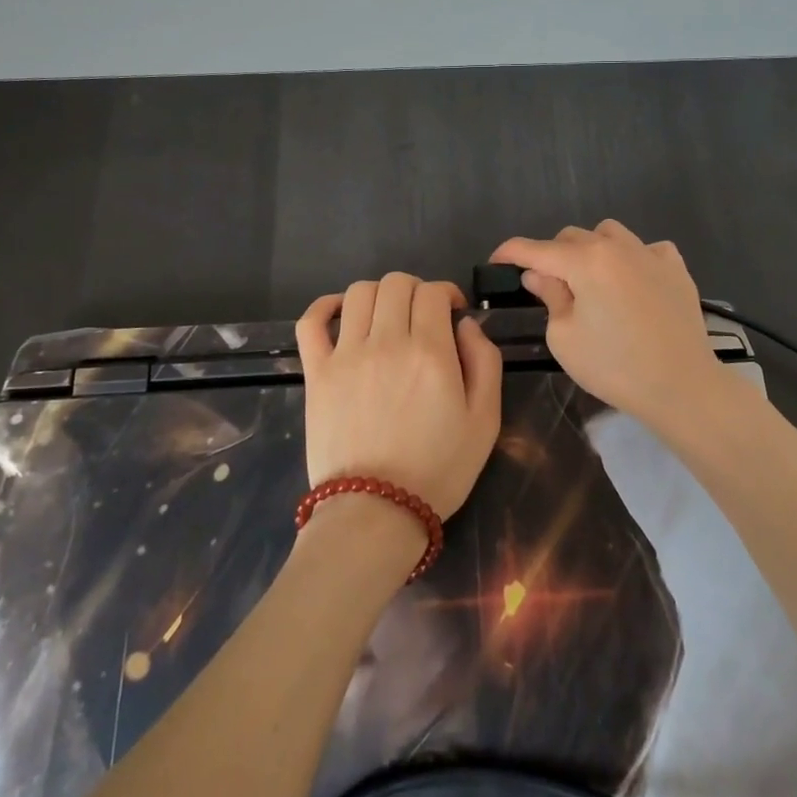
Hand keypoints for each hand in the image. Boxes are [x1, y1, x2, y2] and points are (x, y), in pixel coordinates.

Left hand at [295, 273, 502, 519]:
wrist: (376, 513)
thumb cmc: (439, 470)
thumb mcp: (485, 421)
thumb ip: (485, 362)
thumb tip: (466, 325)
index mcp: (430, 352)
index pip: (433, 292)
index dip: (446, 293)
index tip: (452, 312)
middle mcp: (386, 342)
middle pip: (396, 283)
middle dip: (416, 290)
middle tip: (423, 316)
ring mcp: (346, 355)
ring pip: (359, 292)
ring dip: (379, 294)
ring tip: (388, 317)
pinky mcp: (316, 372)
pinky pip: (311, 321)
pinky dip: (325, 306)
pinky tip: (341, 313)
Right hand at [491, 220, 724, 428]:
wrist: (682, 386)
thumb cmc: (614, 367)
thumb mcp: (564, 337)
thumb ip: (550, 297)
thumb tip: (539, 274)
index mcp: (585, 261)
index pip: (535, 249)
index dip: (510, 252)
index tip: (496, 260)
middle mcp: (617, 246)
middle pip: (571, 237)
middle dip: (552, 256)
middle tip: (548, 288)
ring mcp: (650, 254)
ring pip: (609, 234)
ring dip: (592, 251)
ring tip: (592, 282)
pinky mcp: (676, 268)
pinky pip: (646, 249)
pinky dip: (632, 259)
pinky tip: (633, 284)